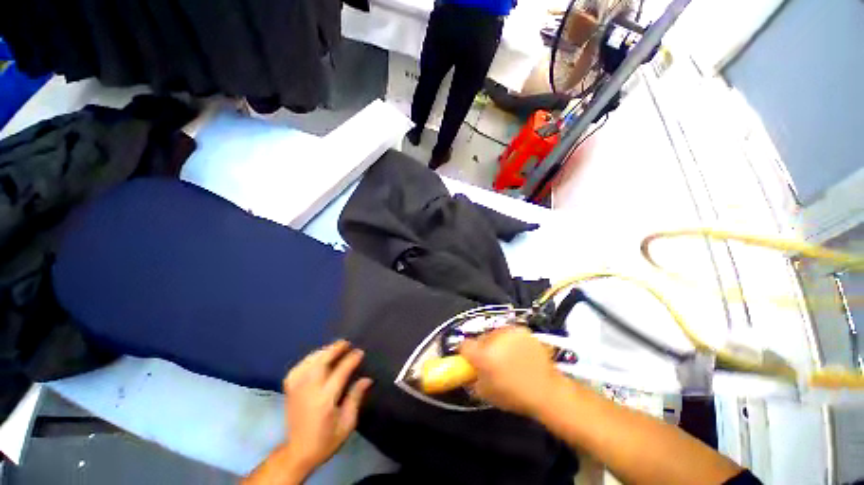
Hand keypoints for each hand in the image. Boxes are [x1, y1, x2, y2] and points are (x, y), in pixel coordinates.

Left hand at [282, 340, 372, 475]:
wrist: (298, 453)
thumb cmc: (326, 440)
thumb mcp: (347, 423)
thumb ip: (355, 398)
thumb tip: (367, 379)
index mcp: (325, 400)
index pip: (340, 373)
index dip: (351, 360)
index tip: (360, 352)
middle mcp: (309, 391)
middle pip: (320, 363)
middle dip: (334, 350)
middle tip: (346, 342)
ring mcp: (296, 390)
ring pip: (308, 363)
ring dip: (322, 352)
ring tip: (334, 347)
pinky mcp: (289, 391)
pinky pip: (297, 369)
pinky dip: (307, 360)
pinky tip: (315, 358)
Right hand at [459, 327, 560, 416]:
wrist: (547, 391)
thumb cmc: (514, 396)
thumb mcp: (486, 394)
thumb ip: (472, 379)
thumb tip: (469, 371)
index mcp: (483, 356)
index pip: (464, 345)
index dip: (465, 353)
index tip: (470, 359)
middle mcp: (494, 339)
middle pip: (480, 338)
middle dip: (483, 348)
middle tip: (491, 361)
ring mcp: (509, 332)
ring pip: (494, 334)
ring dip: (496, 343)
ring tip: (507, 357)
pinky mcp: (522, 330)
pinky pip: (509, 333)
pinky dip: (510, 340)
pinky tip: (519, 352)